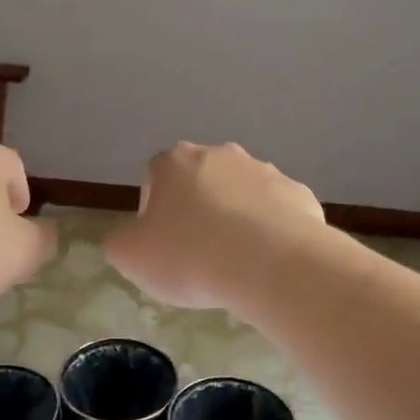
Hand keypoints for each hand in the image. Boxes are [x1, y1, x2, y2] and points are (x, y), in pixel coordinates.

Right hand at [103, 142, 324, 308]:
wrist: (272, 264)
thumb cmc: (190, 256)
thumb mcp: (129, 257)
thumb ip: (119, 242)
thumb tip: (129, 238)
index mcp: (175, 162)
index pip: (154, 179)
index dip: (154, 213)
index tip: (162, 245)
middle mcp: (220, 155)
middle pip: (200, 182)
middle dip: (197, 211)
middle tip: (196, 253)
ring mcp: (265, 171)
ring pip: (240, 195)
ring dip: (235, 219)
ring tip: (235, 262)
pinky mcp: (299, 194)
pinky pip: (277, 212)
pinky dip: (270, 232)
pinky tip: (267, 262)